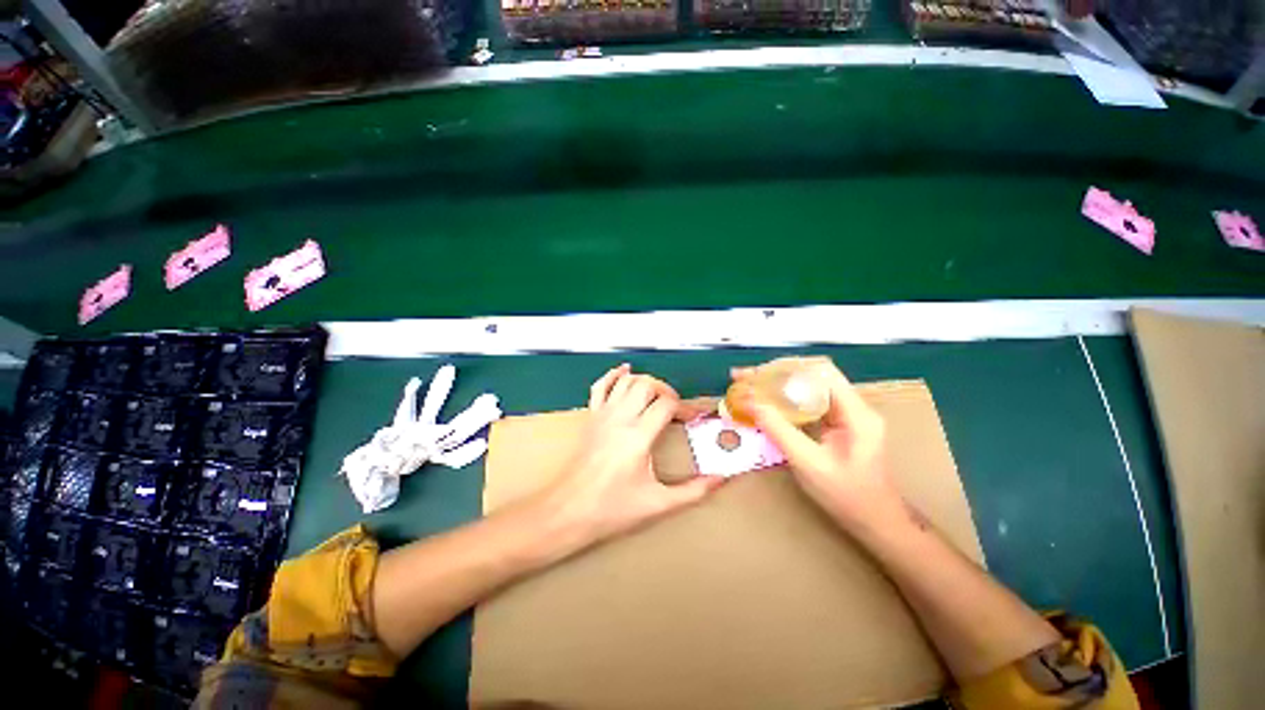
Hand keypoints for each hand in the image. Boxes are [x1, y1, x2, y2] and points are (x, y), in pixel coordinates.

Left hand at [543, 364, 723, 545]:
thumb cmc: (612, 509)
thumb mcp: (657, 504)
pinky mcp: (591, 417)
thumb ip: (693, 491)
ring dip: (645, 382)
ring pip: (626, 381)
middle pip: (647, 385)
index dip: (685, 407)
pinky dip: (613, 375)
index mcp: (638, 436)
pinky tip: (625, 371)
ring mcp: (602, 414)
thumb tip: (720, 479)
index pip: (666, 404)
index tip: (694, 419)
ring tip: (657, 396)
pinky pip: (600, 386)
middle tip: (676, 408)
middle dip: (667, 391)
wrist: (568, 511)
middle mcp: (620, 418)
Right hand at [731, 357, 902, 527]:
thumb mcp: (808, 463)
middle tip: (744, 377)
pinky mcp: (837, 422)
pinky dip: (783, 399)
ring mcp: (846, 413)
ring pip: (807, 386)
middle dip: (775, 373)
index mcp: (855, 412)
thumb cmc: (847, 496)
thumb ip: (779, 430)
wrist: (875, 520)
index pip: (821, 371)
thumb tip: (750, 403)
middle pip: (811, 375)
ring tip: (748, 384)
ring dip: (777, 384)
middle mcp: (853, 405)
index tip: (756, 375)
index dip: (786, 368)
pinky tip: (765, 401)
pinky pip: (807, 401)